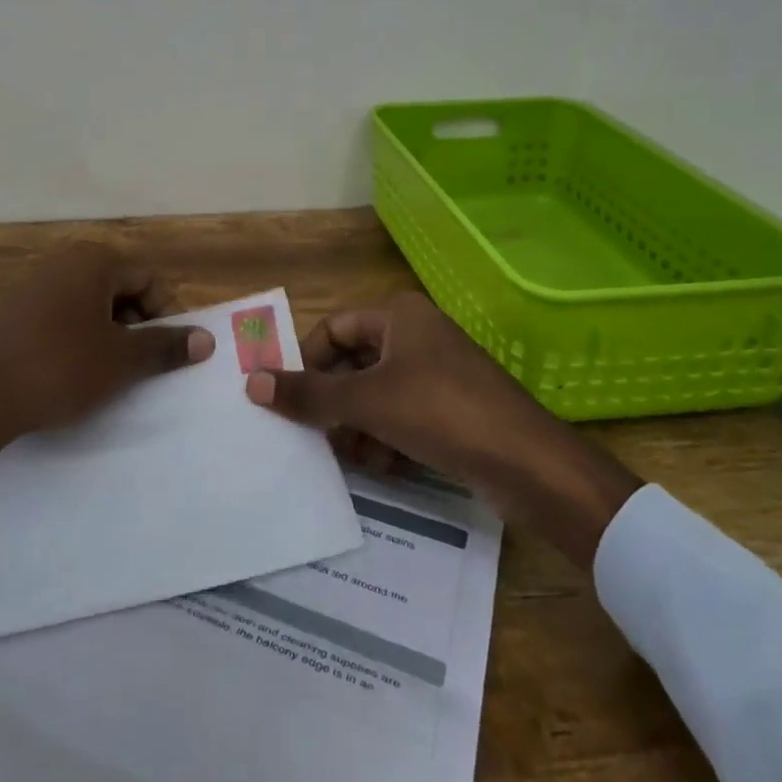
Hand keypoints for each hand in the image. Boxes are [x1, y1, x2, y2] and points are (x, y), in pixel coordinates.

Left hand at [0, 242, 213, 488]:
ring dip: (110, 334)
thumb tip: (206, 340)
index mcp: (93, 262)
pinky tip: (73, 372)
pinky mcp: (15, 311)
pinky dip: (79, 338)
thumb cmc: (59, 369)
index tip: (166, 352)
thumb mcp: (120, 361)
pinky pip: (63, 315)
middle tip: (138, 365)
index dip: (166, 314)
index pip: (149, 278)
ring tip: (108, 373)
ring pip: (91, 304)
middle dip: (138, 324)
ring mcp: (35, 284)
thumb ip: (165, 346)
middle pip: (121, 287)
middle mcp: (64, 262)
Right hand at [245, 293, 642, 569]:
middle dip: (334, 403)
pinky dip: (387, 438)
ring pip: (376, 395)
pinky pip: (402, 416)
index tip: (290, 399)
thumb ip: (309, 394)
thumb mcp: (367, 402)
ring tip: (354, 457)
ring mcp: (436, 373)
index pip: (332, 329)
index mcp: (397, 315)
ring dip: (358, 426)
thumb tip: (252, 381)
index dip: (308, 362)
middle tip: (315, 435)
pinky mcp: (451, 409)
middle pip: (354, 364)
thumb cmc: (440, 411)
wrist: (528, 464)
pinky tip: (386, 466)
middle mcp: (415, 336)